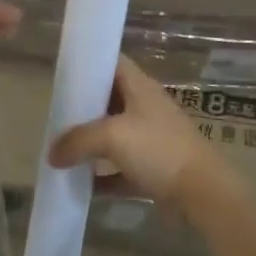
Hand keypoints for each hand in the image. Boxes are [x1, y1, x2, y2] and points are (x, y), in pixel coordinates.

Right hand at [48, 56, 235, 211]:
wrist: (203, 193)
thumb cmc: (159, 150)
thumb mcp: (112, 137)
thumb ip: (78, 141)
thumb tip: (51, 153)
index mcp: (139, 87)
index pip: (112, 62)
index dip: (90, 63)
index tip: (64, 72)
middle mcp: (145, 108)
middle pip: (108, 100)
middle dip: (83, 107)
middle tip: (55, 114)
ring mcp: (150, 139)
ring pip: (113, 135)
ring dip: (90, 143)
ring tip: (61, 149)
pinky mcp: (153, 169)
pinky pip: (120, 169)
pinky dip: (102, 176)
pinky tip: (80, 185)